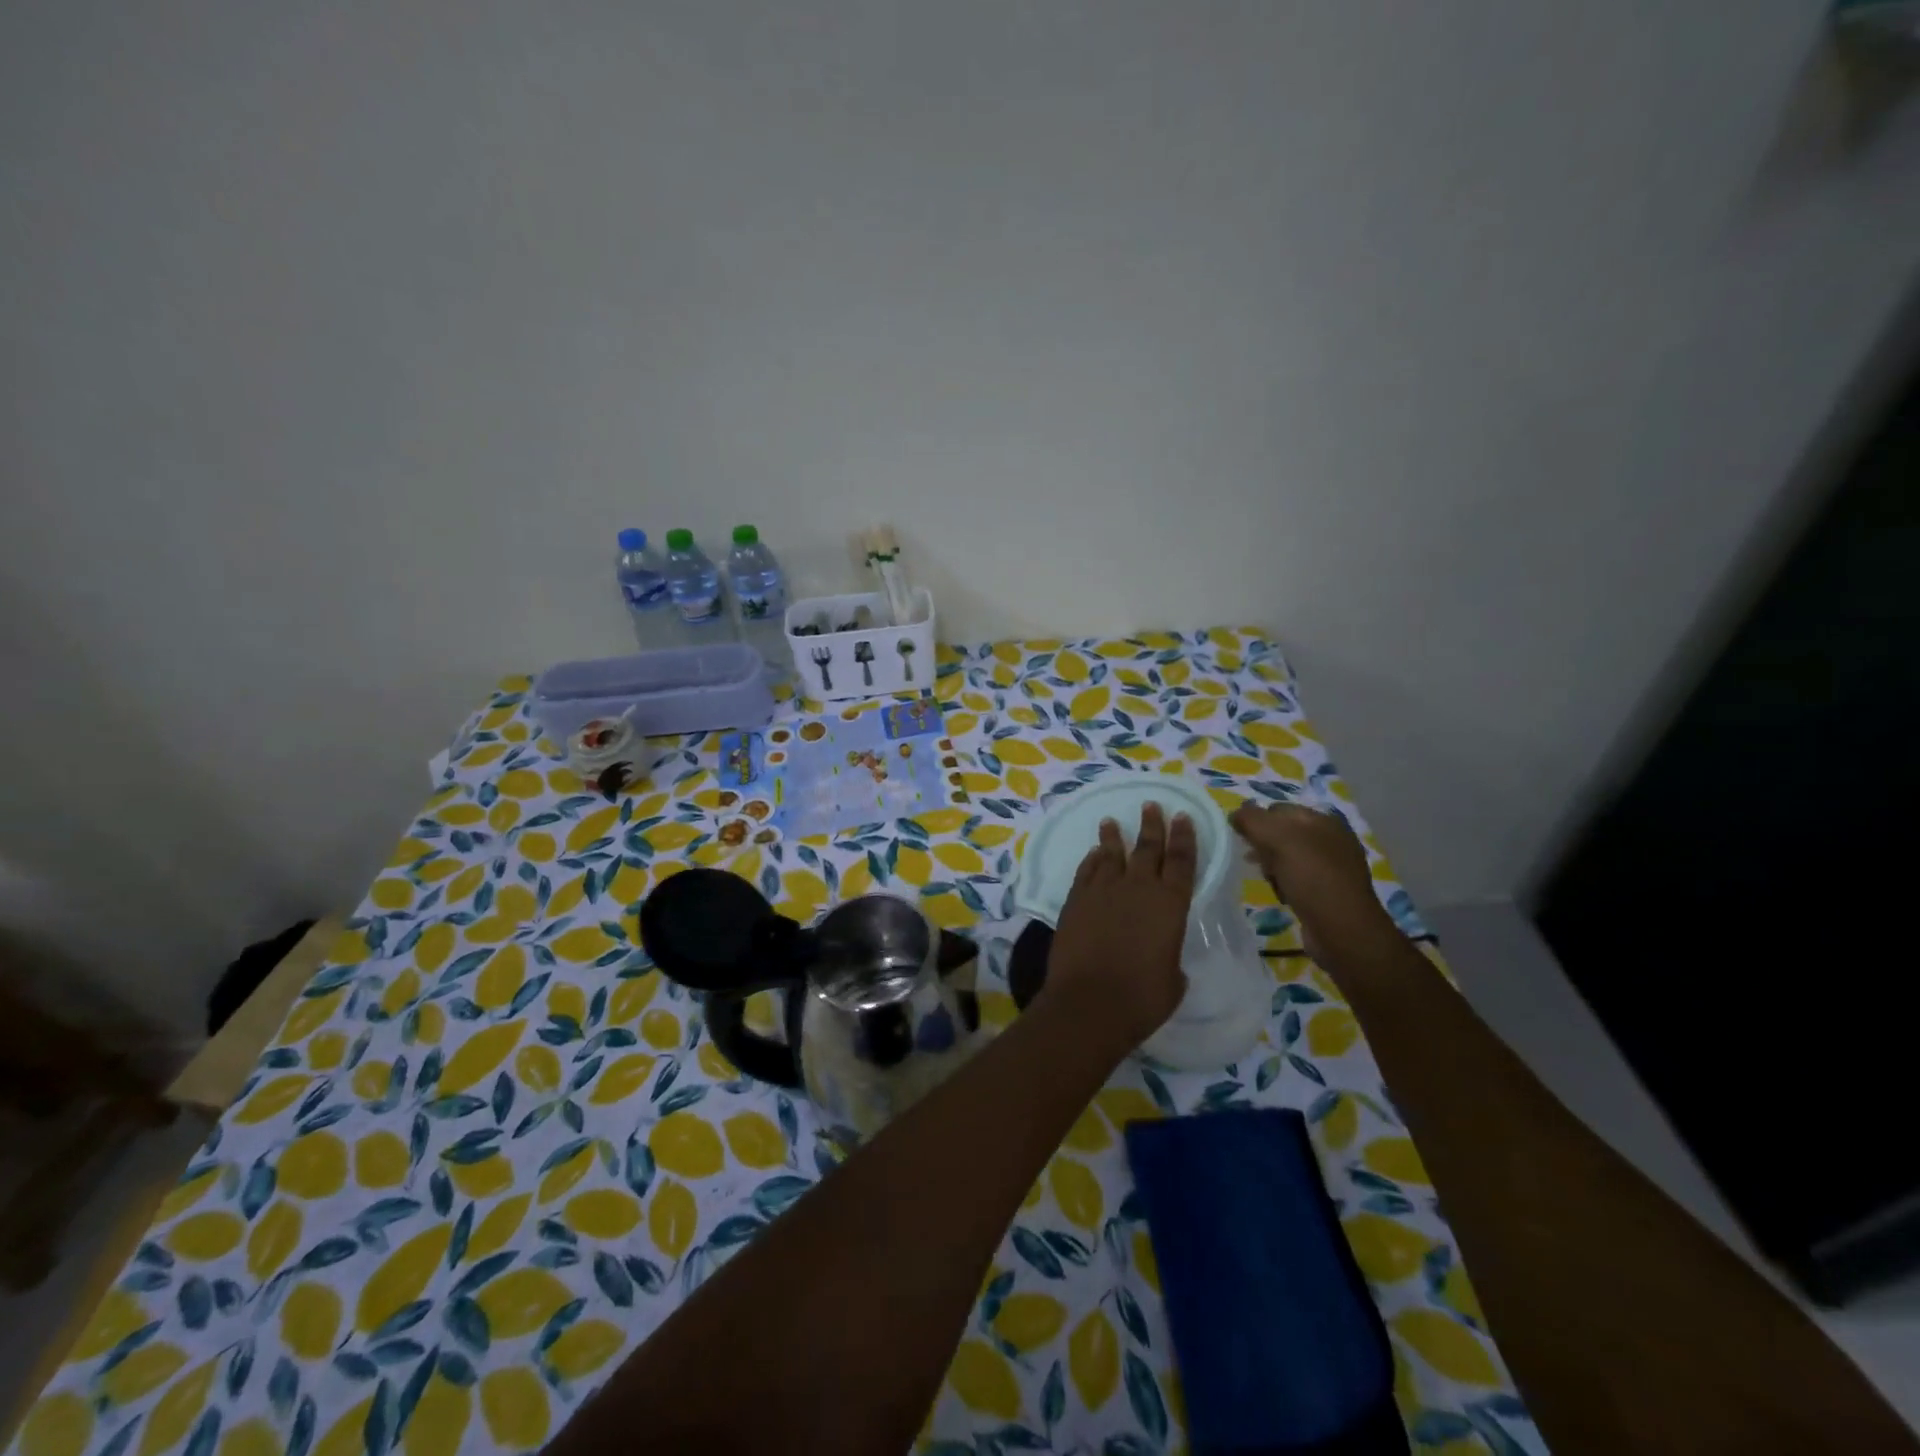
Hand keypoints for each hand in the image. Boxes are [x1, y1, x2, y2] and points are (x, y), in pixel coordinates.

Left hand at [1042, 802, 1194, 1052]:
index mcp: (1170, 904)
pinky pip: (1086, 871)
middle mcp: (1138, 888)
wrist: (1089, 1002)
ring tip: (1112, 821)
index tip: (1183, 817)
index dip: (1184, 838)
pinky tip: (1093, 854)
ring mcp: (1103, 891)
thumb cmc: (1142, 997)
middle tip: (1152, 805)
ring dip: (1114, 837)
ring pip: (1111, 854)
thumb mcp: (1172, 979)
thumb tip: (1163, 955)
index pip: (1182, 862)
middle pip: (1147, 848)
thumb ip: (1170, 958)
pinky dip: (1091, 860)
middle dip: (1152, 825)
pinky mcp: (1076, 900)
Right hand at [1229, 802, 1398, 959]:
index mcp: (1324, 821)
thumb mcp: (1278, 839)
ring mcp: (1331, 867)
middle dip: (1263, 845)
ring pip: (1288, 858)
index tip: (1242, 838)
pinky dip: (1284, 883)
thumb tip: (1236, 814)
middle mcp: (1331, 840)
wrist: (1343, 930)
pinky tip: (1280, 894)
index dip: (1257, 820)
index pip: (1279, 809)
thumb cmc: (1312, 877)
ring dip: (1271, 866)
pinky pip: (1297, 879)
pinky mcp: (1328, 892)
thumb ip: (1252, 820)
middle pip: (1283, 834)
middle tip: (1252, 860)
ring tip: (1267, 879)